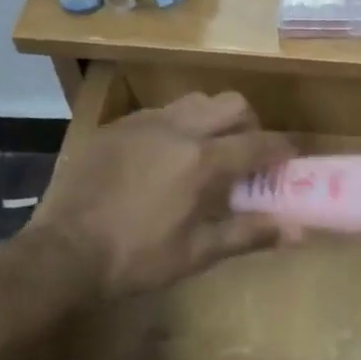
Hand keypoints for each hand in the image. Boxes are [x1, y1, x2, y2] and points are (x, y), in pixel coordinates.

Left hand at [28, 92, 296, 300]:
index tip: (292, 157)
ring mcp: (144, 123)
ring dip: (212, 119)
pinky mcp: (117, 126)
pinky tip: (164, 156)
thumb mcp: (197, 253)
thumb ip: (249, 234)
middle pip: (231, 104)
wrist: (63, 252)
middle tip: (246, 152)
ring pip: (195, 101)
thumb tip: (298, 231)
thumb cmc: (136, 258)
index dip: (281, 148)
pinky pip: (160, 112)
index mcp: (202, 161)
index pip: (257, 143)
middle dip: (249, 123)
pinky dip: (176, 126)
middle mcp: (178, 129)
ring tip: (205, 151)